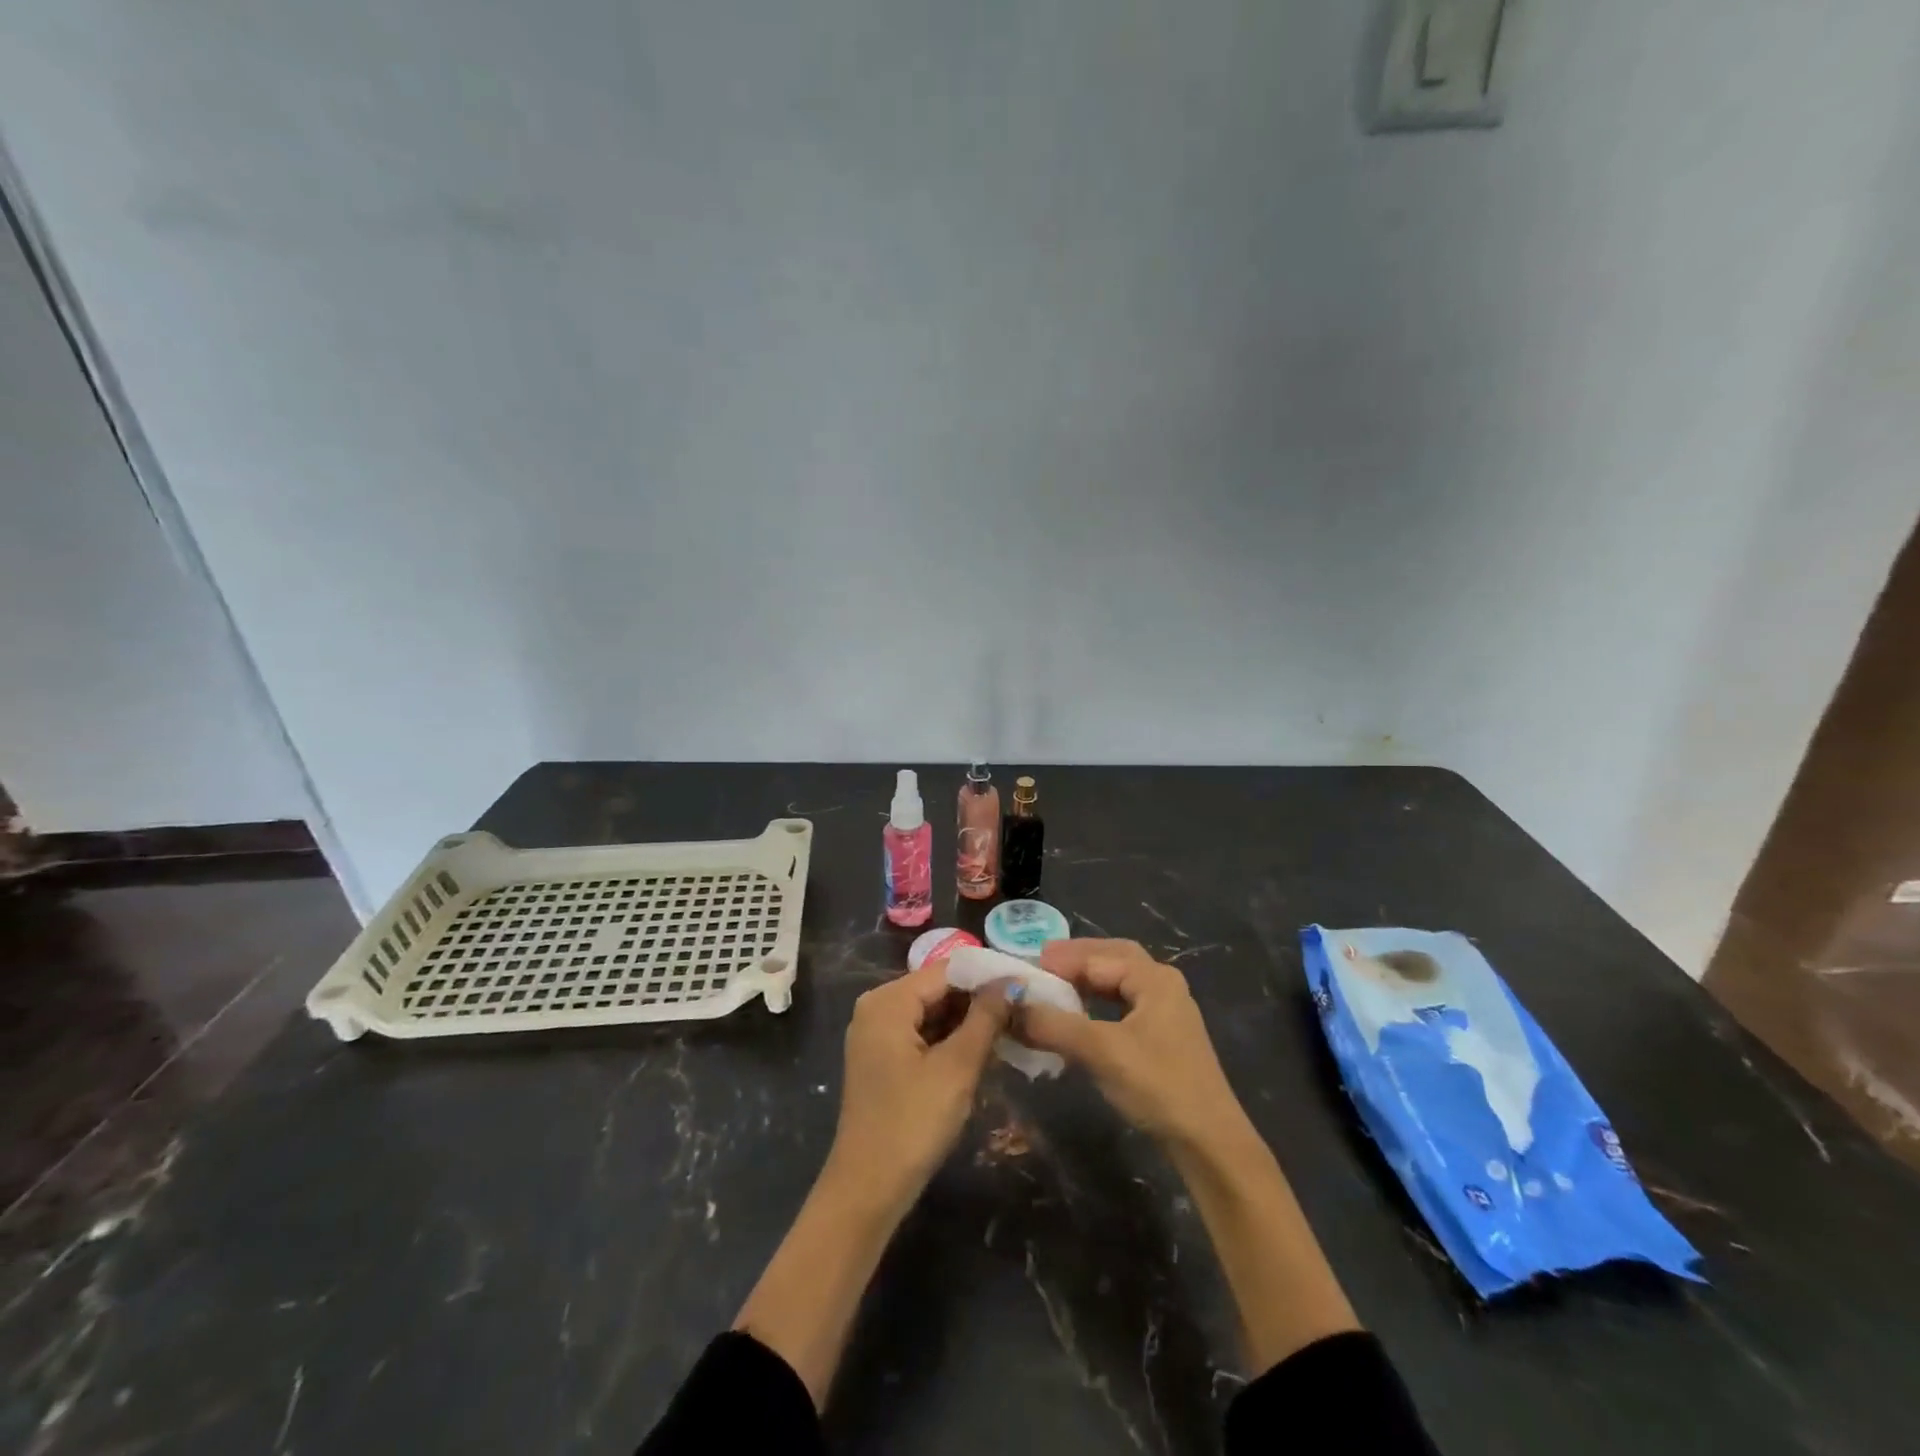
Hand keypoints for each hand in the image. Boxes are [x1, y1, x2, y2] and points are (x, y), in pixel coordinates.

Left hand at [824, 962, 1011, 1214]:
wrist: (868, 1189)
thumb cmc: (913, 1122)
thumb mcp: (957, 1067)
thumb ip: (985, 1018)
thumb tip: (1011, 982)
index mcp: (888, 1000)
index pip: (947, 970)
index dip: (987, 976)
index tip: (1026, 985)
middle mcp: (876, 1007)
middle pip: (937, 989)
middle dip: (978, 1000)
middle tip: (1023, 1011)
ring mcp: (876, 1034)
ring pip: (931, 1013)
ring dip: (967, 1022)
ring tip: (1011, 1029)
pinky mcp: (881, 1059)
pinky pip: (921, 1034)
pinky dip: (949, 1040)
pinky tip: (982, 1051)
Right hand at [1017, 939, 1243, 1149]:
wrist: (1208, 1143)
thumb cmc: (1157, 1085)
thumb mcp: (1100, 1051)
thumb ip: (1053, 1024)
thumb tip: (1009, 1005)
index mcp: (1154, 978)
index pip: (1097, 957)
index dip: (1059, 960)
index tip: (1024, 964)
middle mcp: (1163, 985)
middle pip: (1113, 957)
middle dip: (1077, 958)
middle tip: (1041, 962)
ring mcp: (1167, 1012)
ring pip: (1119, 982)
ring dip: (1087, 979)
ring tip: (1054, 985)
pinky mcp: (1164, 1038)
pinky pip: (1124, 1004)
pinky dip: (1098, 1002)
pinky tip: (1080, 1015)